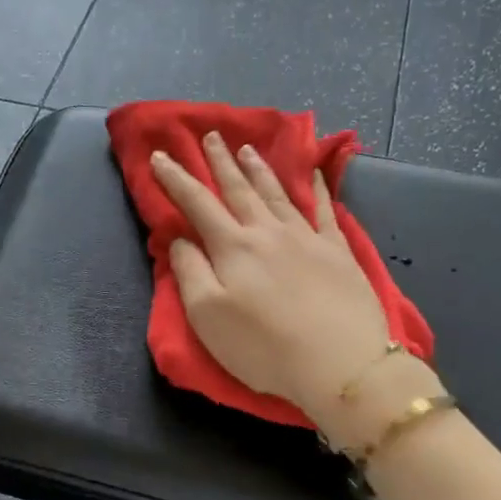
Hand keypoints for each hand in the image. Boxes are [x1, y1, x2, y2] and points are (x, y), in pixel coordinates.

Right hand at [151, 132, 436, 440]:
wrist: (340, 364)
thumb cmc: (263, 346)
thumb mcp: (207, 316)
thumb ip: (190, 272)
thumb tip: (181, 239)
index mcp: (233, 247)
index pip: (197, 204)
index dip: (176, 179)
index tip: (160, 157)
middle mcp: (268, 232)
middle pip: (239, 190)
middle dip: (221, 162)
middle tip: (211, 136)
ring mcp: (307, 238)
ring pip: (277, 193)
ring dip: (259, 170)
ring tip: (248, 149)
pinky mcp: (338, 253)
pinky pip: (326, 210)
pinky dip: (319, 188)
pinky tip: (315, 173)